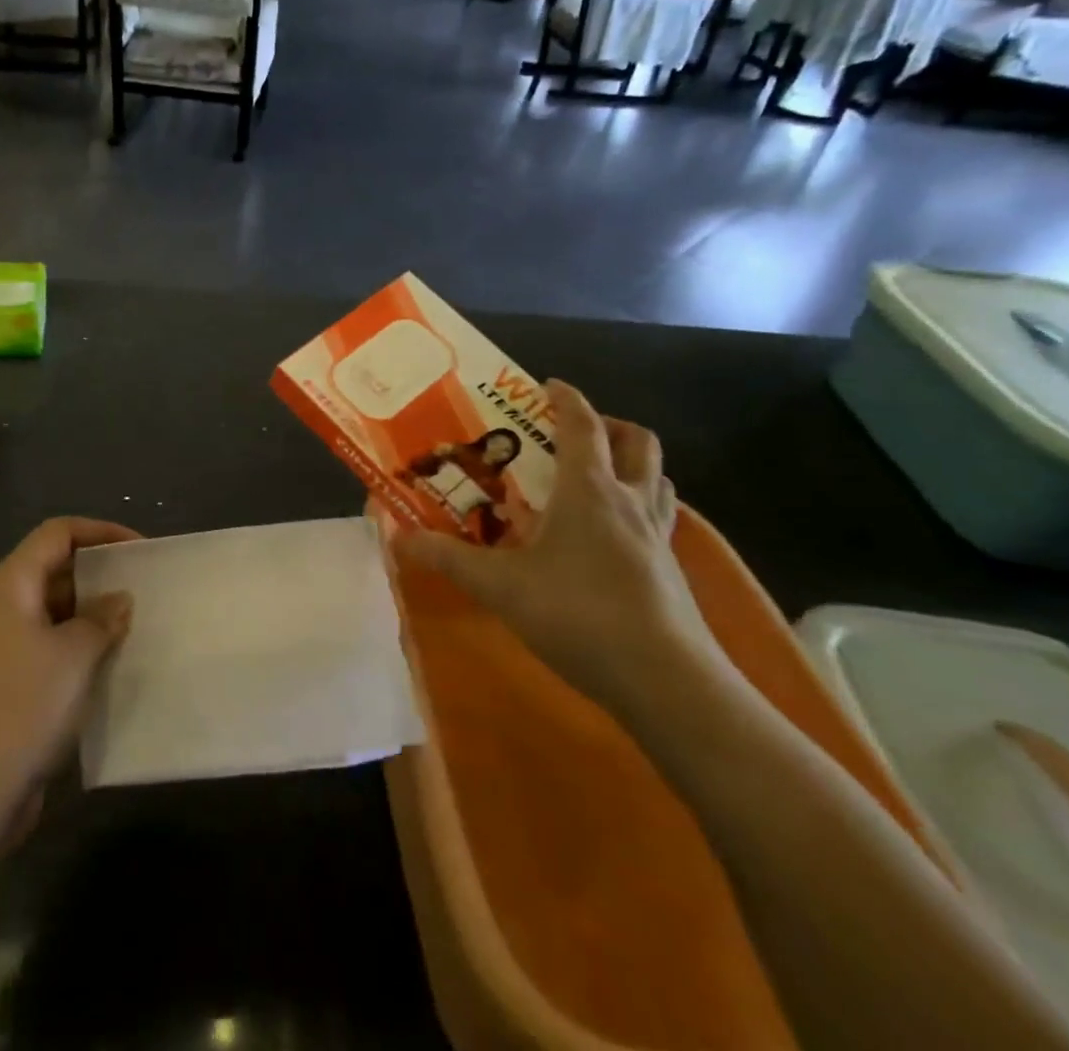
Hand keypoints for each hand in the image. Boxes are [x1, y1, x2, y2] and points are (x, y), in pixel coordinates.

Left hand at [0, 518, 137, 815]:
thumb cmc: (22, 707)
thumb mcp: (75, 655)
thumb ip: (102, 618)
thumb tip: (118, 600)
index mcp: (9, 584)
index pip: (57, 533)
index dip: (100, 532)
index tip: (140, 550)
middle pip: (52, 568)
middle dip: (98, 574)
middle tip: (142, 589)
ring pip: (51, 610)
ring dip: (90, 614)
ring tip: (133, 626)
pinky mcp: (1, 682)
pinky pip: (46, 645)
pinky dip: (76, 646)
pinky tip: (107, 665)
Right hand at [393, 380, 722, 717]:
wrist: (668, 683)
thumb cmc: (579, 615)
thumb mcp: (499, 586)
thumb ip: (448, 557)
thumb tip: (398, 537)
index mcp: (589, 490)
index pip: (582, 424)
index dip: (565, 398)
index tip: (545, 384)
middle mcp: (629, 502)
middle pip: (637, 442)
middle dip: (608, 424)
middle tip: (571, 432)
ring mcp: (658, 537)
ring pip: (657, 478)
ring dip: (630, 463)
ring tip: (594, 476)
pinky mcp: (671, 570)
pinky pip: (659, 517)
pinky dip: (638, 505)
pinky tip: (609, 535)